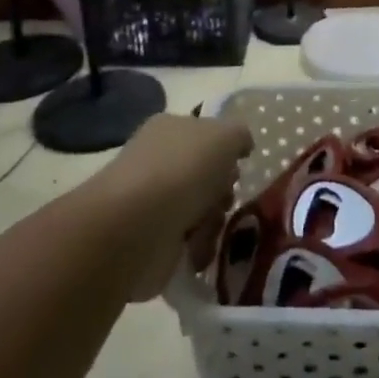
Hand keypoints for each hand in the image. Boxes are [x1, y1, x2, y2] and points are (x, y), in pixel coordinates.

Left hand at [92, 113, 252, 300]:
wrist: (136, 226)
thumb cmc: (183, 169)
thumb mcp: (225, 135)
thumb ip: (239, 136)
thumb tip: (242, 146)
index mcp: (170, 128)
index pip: (205, 135)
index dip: (226, 151)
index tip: (238, 166)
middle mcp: (158, 161)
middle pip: (206, 176)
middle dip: (222, 191)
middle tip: (224, 200)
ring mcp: (152, 202)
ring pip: (201, 210)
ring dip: (213, 222)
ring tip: (208, 228)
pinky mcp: (152, 241)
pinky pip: (188, 243)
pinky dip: (198, 248)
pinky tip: (196, 249)